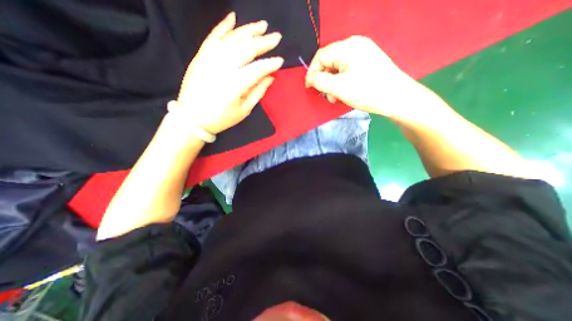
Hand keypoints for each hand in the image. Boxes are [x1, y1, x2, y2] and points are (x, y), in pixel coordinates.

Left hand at [173, 11, 281, 134]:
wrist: (192, 118)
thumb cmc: (221, 118)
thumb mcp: (244, 110)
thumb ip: (258, 92)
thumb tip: (270, 77)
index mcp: (235, 85)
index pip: (257, 69)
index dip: (270, 64)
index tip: (280, 61)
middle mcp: (222, 67)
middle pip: (246, 49)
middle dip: (263, 42)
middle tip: (276, 37)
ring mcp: (209, 59)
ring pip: (232, 39)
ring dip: (248, 31)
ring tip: (262, 25)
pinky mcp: (200, 56)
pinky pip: (213, 37)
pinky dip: (223, 26)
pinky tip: (233, 18)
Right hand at [307, 35, 425, 120]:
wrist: (396, 97)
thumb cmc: (366, 91)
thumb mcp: (338, 87)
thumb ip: (319, 81)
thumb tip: (309, 78)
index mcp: (347, 47)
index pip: (320, 56)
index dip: (312, 72)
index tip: (309, 88)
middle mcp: (354, 45)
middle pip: (329, 62)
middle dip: (325, 80)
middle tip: (327, 96)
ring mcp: (362, 53)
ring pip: (337, 68)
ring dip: (333, 84)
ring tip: (337, 97)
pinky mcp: (366, 62)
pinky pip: (347, 71)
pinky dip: (342, 82)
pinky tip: (345, 92)